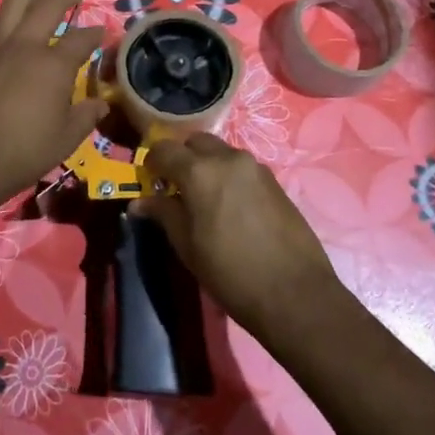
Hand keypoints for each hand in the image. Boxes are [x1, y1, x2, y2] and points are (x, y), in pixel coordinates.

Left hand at [0, 0, 107, 206]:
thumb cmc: (22, 153)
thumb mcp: (65, 140)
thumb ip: (85, 116)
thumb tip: (101, 104)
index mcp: (52, 65)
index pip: (82, 38)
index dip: (96, 32)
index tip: (104, 29)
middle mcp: (23, 46)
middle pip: (46, 4)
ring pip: (11, 6)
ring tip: (39, 1)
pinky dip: (0, 25)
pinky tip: (3, 33)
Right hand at [133, 132, 345, 343]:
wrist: (295, 293)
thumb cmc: (231, 273)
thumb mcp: (188, 247)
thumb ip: (163, 214)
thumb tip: (139, 202)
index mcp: (200, 171)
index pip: (164, 148)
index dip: (152, 162)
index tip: (150, 182)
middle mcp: (228, 158)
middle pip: (195, 142)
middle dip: (181, 158)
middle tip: (176, 187)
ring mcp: (255, 167)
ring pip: (220, 152)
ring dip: (206, 165)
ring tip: (205, 199)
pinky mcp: (274, 180)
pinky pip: (241, 167)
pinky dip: (228, 176)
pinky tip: (231, 207)